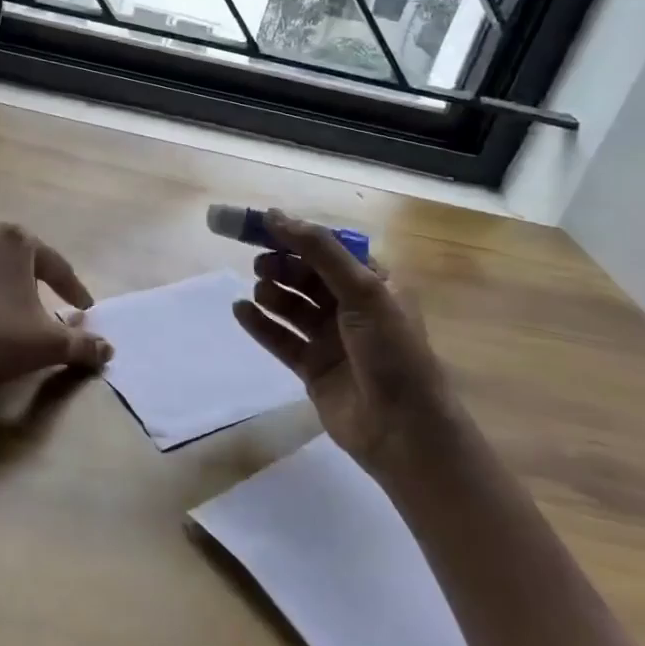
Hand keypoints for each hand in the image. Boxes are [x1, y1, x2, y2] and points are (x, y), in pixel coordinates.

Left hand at [0, 223, 112, 404]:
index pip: (54, 264)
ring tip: (1, 311)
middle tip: (42, 301)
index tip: (84, 308)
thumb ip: (83, 344)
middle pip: (13, 256)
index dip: (72, 287)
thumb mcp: (49, 344)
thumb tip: (108, 351)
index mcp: (14, 241)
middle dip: (29, 276)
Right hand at [231, 209, 454, 471]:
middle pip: (307, 276)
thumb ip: (319, 250)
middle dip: (283, 266)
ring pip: (292, 306)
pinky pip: (280, 338)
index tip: (262, 226)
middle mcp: (352, 308)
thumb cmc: (391, 351)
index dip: (297, 237)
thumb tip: (275, 215)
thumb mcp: (363, 290)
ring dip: (272, 293)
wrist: (404, 430)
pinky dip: (260, 324)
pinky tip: (240, 310)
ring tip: (258, 290)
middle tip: (260, 264)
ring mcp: (331, 339)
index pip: (329, 249)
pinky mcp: (312, 367)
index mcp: (374, 284)